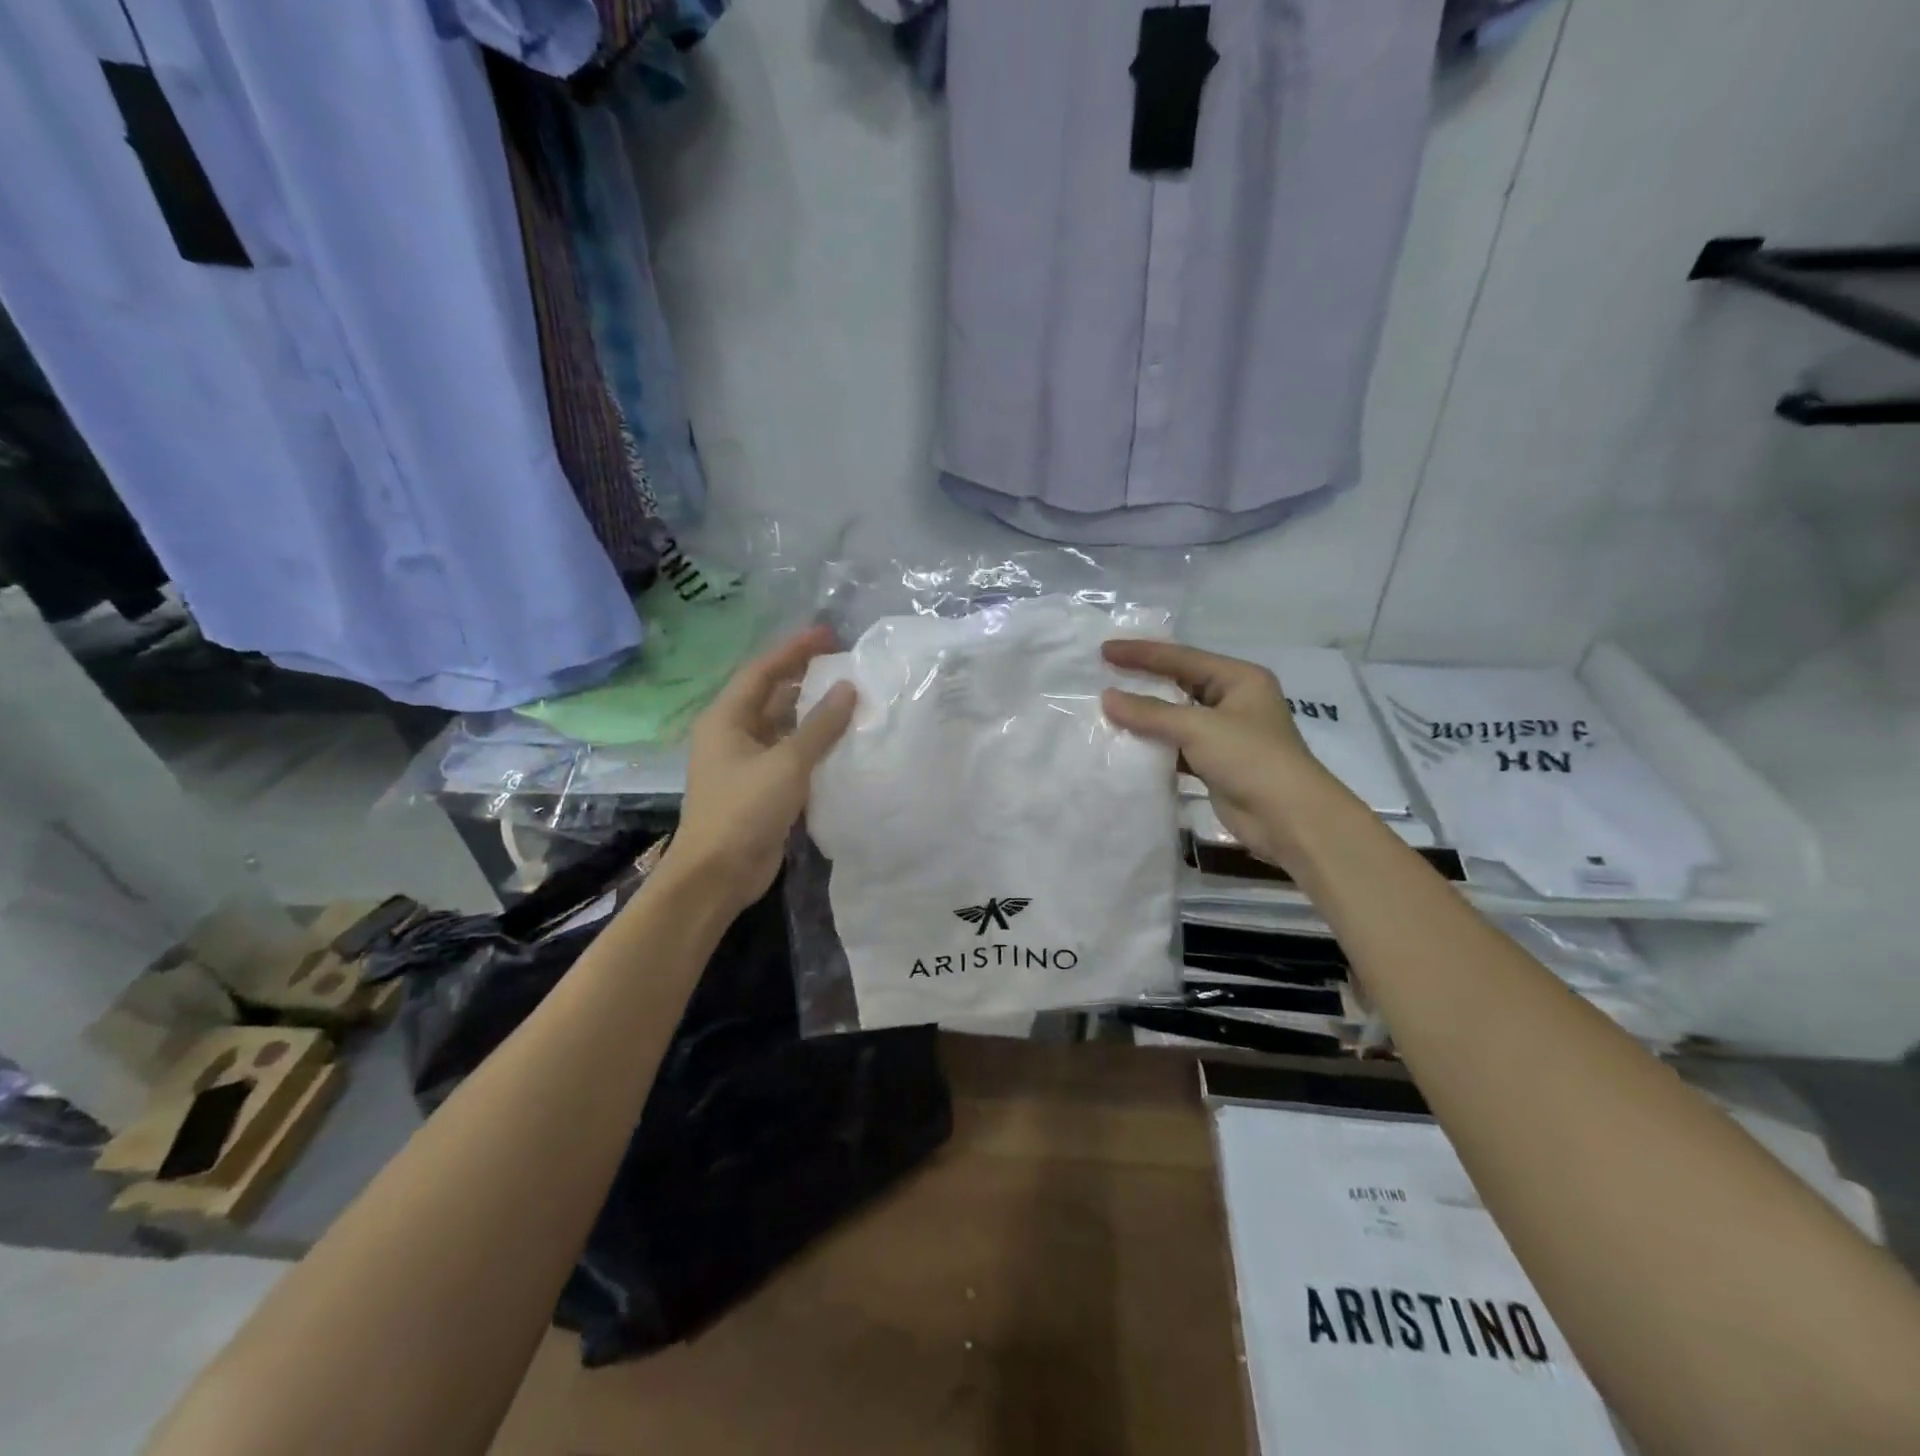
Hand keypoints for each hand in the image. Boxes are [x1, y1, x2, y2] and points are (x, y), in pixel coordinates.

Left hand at [665, 626, 856, 911]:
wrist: (718, 874)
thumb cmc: (744, 810)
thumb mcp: (786, 763)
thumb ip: (820, 725)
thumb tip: (849, 689)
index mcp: (726, 719)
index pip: (763, 671)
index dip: (794, 649)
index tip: (828, 634)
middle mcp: (734, 734)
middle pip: (772, 695)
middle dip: (806, 678)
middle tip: (846, 664)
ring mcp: (747, 763)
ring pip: (784, 726)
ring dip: (813, 713)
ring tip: (852, 697)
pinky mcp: (762, 788)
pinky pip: (791, 754)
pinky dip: (814, 745)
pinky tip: (843, 741)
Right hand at [1101, 640, 1335, 867]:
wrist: (1288, 818)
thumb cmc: (1251, 759)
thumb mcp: (1198, 728)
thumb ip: (1150, 713)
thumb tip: (1107, 698)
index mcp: (1239, 679)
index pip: (1182, 658)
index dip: (1142, 653)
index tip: (1105, 650)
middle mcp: (1233, 700)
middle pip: (1179, 684)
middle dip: (1143, 681)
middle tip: (1103, 674)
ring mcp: (1225, 733)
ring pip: (1176, 717)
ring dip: (1146, 717)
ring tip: (1107, 709)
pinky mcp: (1216, 763)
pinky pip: (1177, 746)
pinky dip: (1154, 745)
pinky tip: (1127, 744)